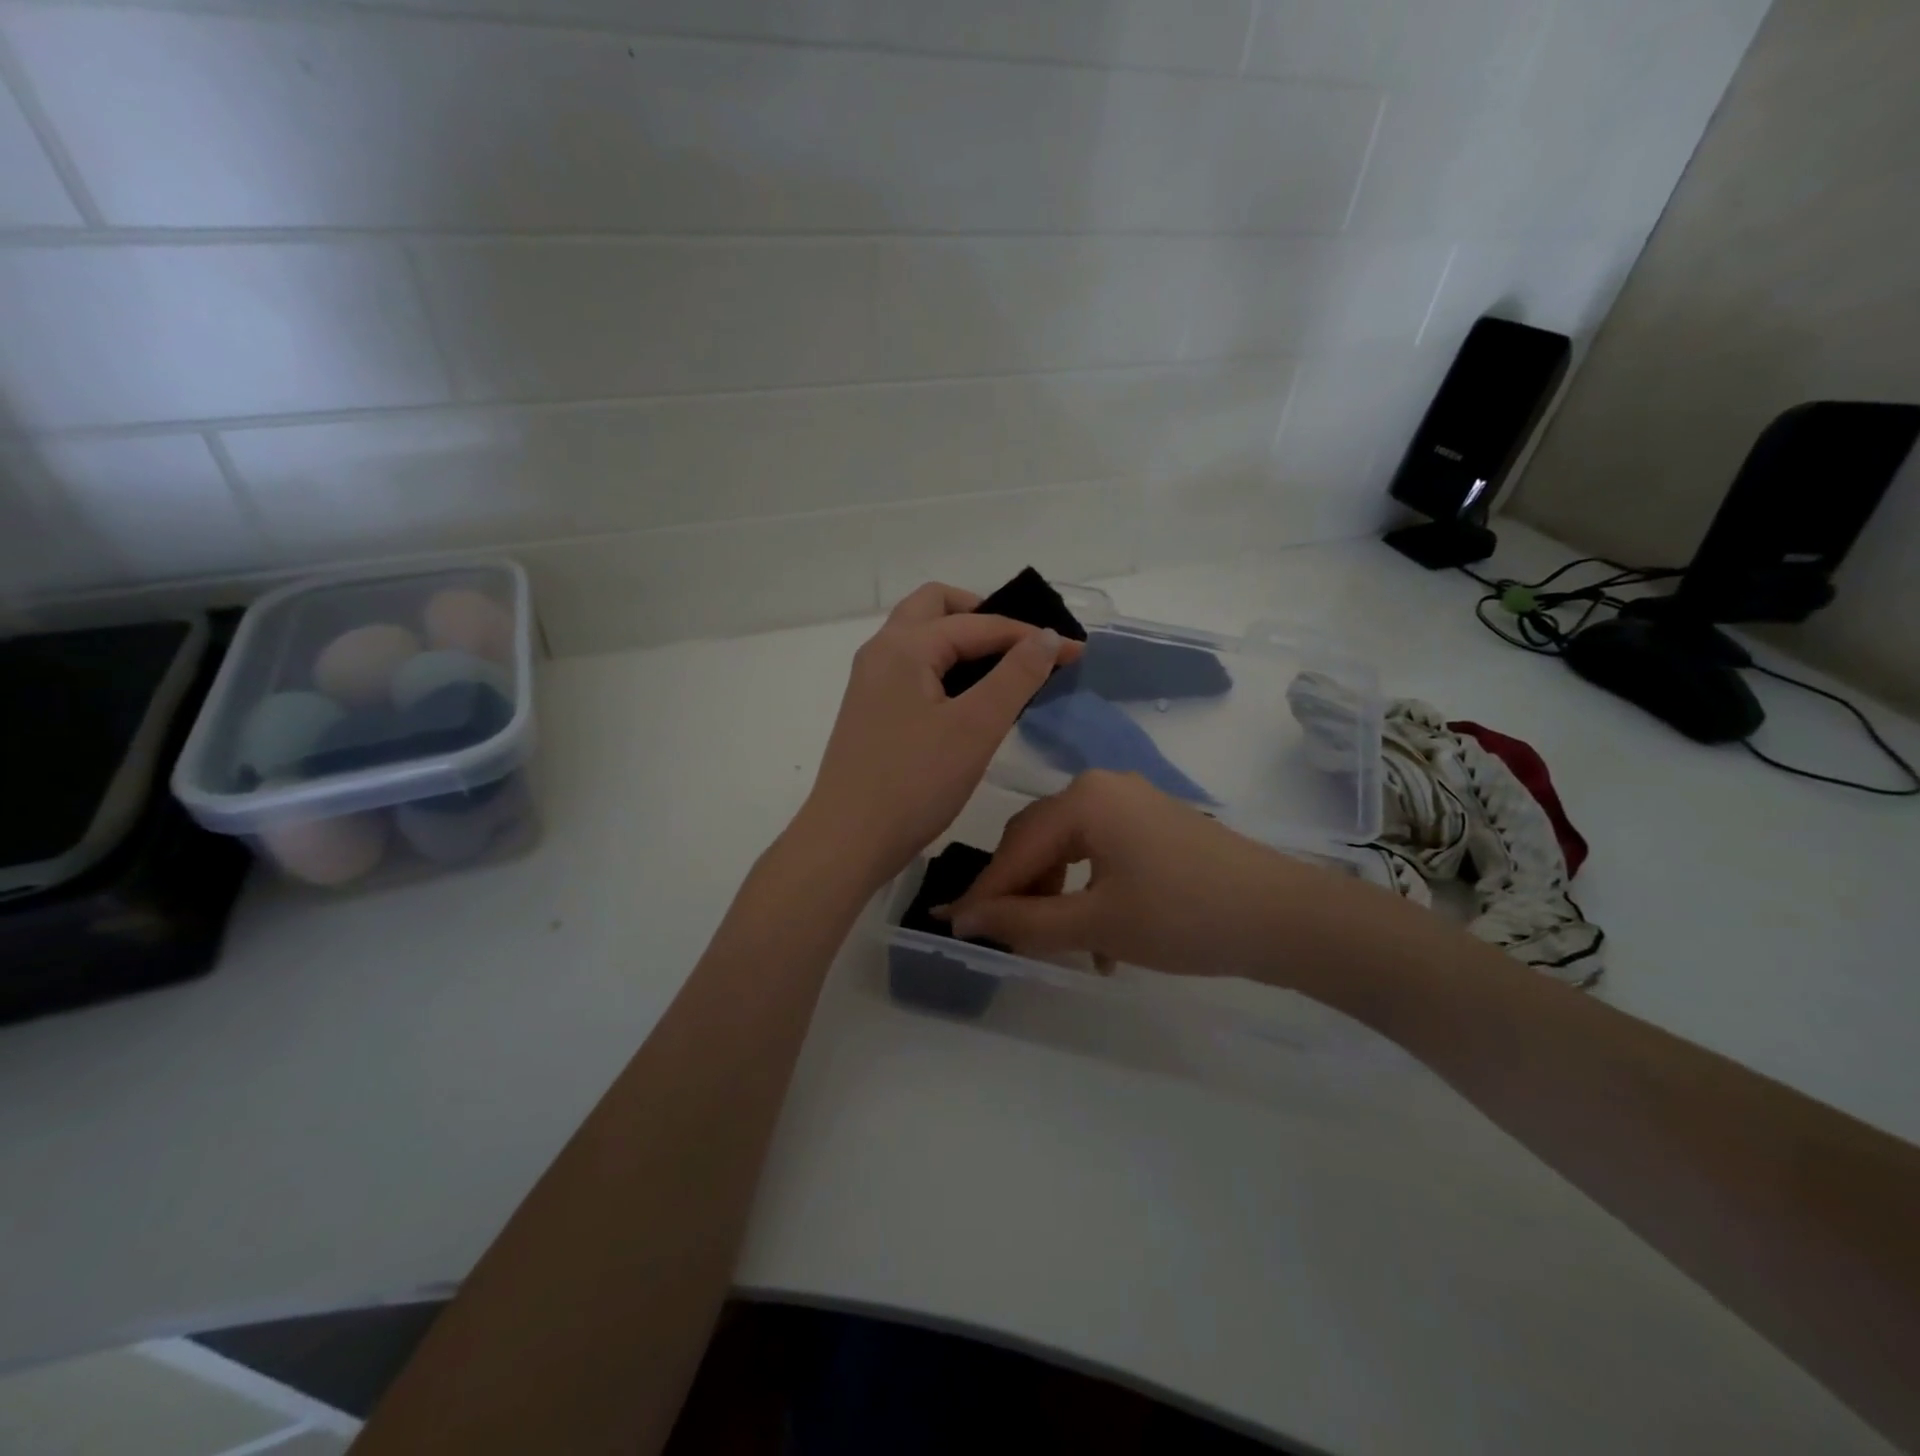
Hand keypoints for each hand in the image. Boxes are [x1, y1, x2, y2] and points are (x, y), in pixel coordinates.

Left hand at [796, 582, 1081, 887]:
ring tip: (1005, 670)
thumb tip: (1048, 635)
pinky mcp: (871, 710)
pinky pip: (913, 667)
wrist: (847, 842)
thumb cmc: (914, 783)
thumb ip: (1016, 676)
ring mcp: (870, 681)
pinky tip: (970, 700)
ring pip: (921, 637)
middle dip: (984, 616)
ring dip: (963, 640)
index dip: (1030, 635)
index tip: (1075, 652)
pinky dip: (946, 666)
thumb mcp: (976, 727)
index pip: (978, 623)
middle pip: (936, 607)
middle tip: (1023, 646)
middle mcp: (881, 651)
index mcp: (904, 646)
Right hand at [945, 769, 1352, 983]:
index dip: (984, 892)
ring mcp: (1132, 802)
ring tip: (1056, 944)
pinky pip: (1100, 851)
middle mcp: (1103, 787)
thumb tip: (962, 920)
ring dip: (1054, 895)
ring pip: (1068, 849)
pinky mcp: (1154, 823)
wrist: (1283, 917)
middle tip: (1003, 936)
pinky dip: (1087, 889)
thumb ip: (1023, 921)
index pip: (1015, 847)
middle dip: (1018, 890)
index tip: (954, 928)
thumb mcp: (1096, 923)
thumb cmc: (1183, 916)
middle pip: (1037, 840)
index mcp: (1084, 798)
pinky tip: (1099, 936)